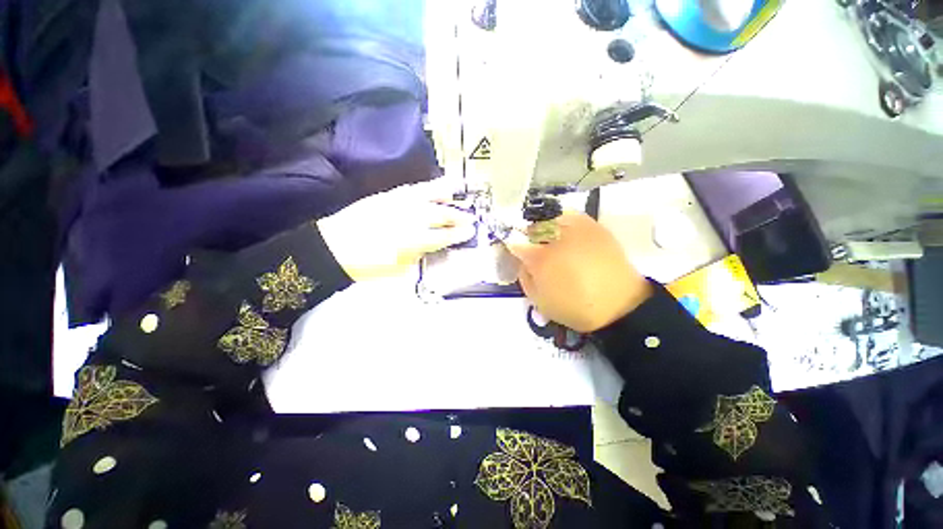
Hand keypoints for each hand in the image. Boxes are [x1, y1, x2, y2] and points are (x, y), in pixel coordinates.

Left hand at [317, 180, 475, 280]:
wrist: (334, 248)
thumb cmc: (368, 265)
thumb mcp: (398, 268)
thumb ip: (419, 255)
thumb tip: (430, 247)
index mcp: (414, 240)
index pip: (444, 235)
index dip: (459, 234)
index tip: (471, 232)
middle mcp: (410, 218)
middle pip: (440, 215)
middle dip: (458, 215)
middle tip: (470, 216)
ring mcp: (398, 204)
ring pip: (427, 195)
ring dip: (445, 193)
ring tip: (458, 188)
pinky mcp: (387, 196)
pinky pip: (411, 189)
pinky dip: (424, 186)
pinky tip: (432, 185)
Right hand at [507, 212, 651, 332]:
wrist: (619, 307)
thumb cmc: (574, 308)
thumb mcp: (539, 301)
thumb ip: (525, 277)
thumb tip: (522, 260)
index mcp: (540, 259)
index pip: (516, 244)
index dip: (512, 246)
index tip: (515, 251)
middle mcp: (556, 239)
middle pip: (533, 227)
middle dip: (528, 234)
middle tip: (532, 245)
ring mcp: (577, 230)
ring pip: (552, 217)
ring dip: (545, 226)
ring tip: (549, 237)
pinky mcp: (595, 228)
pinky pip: (573, 215)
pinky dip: (565, 220)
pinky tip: (566, 232)